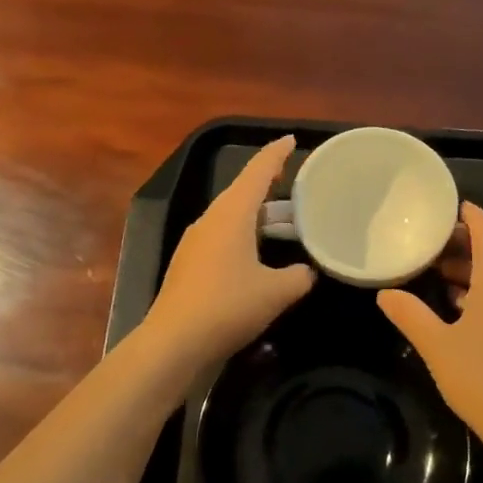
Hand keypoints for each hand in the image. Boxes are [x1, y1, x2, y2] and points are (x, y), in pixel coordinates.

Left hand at [145, 136, 314, 367]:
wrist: (174, 342)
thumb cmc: (229, 306)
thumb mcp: (277, 292)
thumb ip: (300, 277)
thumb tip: (308, 272)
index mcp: (232, 214)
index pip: (257, 172)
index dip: (275, 154)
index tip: (290, 140)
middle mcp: (210, 220)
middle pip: (242, 192)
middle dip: (268, 185)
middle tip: (294, 183)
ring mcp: (195, 242)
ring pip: (231, 216)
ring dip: (256, 214)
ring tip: (282, 220)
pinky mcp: (189, 264)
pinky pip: (222, 237)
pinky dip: (244, 235)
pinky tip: (256, 254)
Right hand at [378, 202, 482, 459]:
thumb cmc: (482, 378)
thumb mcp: (437, 345)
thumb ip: (410, 315)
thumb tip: (385, 294)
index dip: (472, 216)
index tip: (452, 206)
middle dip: (469, 240)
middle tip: (435, 240)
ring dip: (475, 266)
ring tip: (440, 270)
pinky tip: (458, 305)